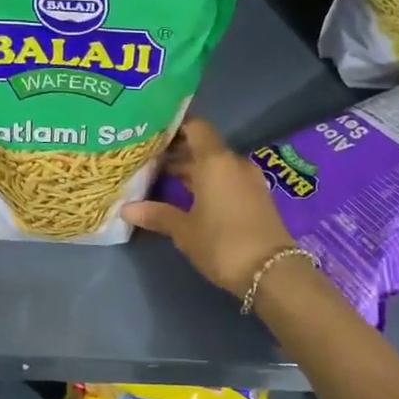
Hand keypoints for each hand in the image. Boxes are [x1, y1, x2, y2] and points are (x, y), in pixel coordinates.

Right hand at [122, 118, 296, 297]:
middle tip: (148, 160)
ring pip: (215, 165)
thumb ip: (157, 214)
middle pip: (203, 147)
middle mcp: (234, 163)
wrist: (272, 272)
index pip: (196, 126)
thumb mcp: (184, 231)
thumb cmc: (222, 243)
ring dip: (192, 170)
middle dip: (177, 152)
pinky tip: (189, 197)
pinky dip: (208, 182)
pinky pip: (227, 179)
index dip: (175, 126)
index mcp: (215, 161)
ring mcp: (249, 180)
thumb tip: (125, 209)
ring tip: (162, 179)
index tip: (152, 133)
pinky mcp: (257, 197)